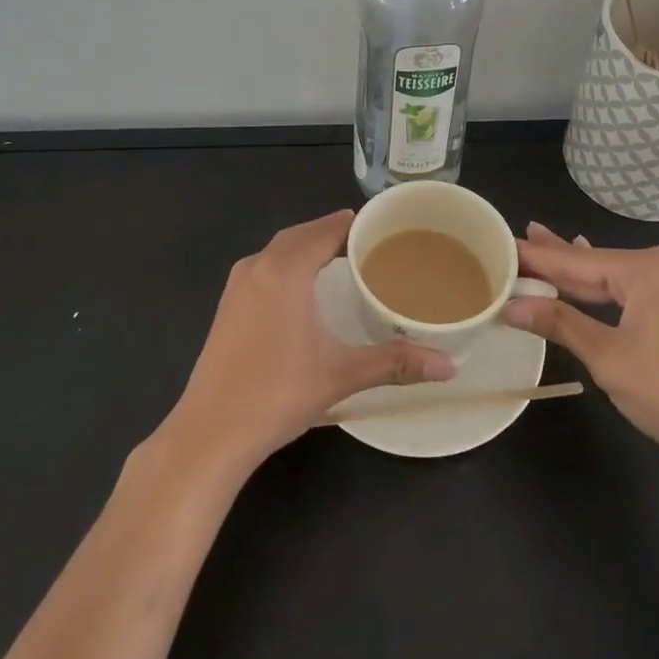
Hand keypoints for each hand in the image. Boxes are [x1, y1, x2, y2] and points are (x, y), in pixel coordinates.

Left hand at [160, 210, 454, 476]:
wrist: (209, 433)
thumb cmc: (277, 394)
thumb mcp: (341, 374)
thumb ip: (395, 363)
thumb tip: (449, 366)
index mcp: (285, 270)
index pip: (326, 229)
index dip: (356, 225)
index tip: (386, 229)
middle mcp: (258, 266)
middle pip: (302, 234)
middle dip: (334, 234)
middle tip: (371, 246)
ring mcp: (237, 286)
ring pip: (279, 250)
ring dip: (309, 248)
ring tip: (343, 261)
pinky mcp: (228, 307)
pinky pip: (265, 267)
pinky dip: (289, 265)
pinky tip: (305, 289)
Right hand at [503, 224, 658, 478]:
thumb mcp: (607, 358)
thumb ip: (560, 323)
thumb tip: (513, 307)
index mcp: (653, 268)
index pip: (581, 262)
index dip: (541, 258)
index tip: (507, 245)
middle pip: (603, 265)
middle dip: (561, 259)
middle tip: (524, 239)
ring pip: (622, 278)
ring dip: (586, 276)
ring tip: (549, 249)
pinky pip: (643, 291)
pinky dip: (614, 290)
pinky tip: (595, 277)